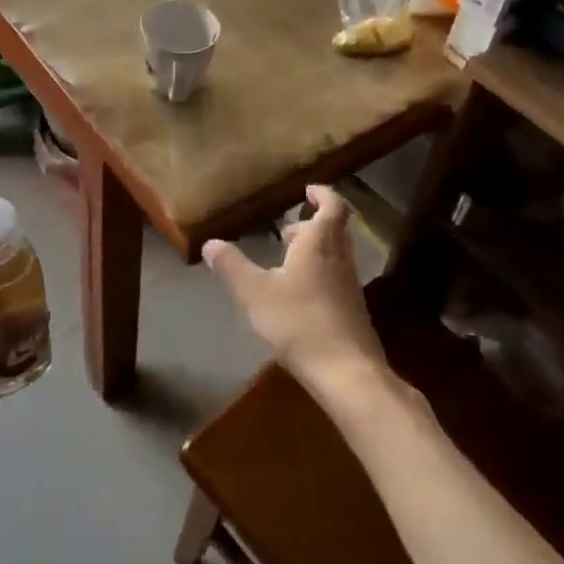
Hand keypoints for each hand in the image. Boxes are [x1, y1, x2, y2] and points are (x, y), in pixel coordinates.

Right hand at [202, 185, 387, 405]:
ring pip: (336, 255)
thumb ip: (232, 266)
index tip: (308, 189)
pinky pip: (336, 279)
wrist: (348, 374)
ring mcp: (350, 286)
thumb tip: (210, 243)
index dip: (323, 194)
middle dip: (314, 223)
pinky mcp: (352, 311)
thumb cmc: (300, 323)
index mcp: (320, 244)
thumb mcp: (254, 293)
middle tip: (289, 228)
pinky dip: (319, 275)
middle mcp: (340, 258)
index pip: (333, 206)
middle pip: (336, 229)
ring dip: (316, 250)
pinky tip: (297, 295)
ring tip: (286, 260)